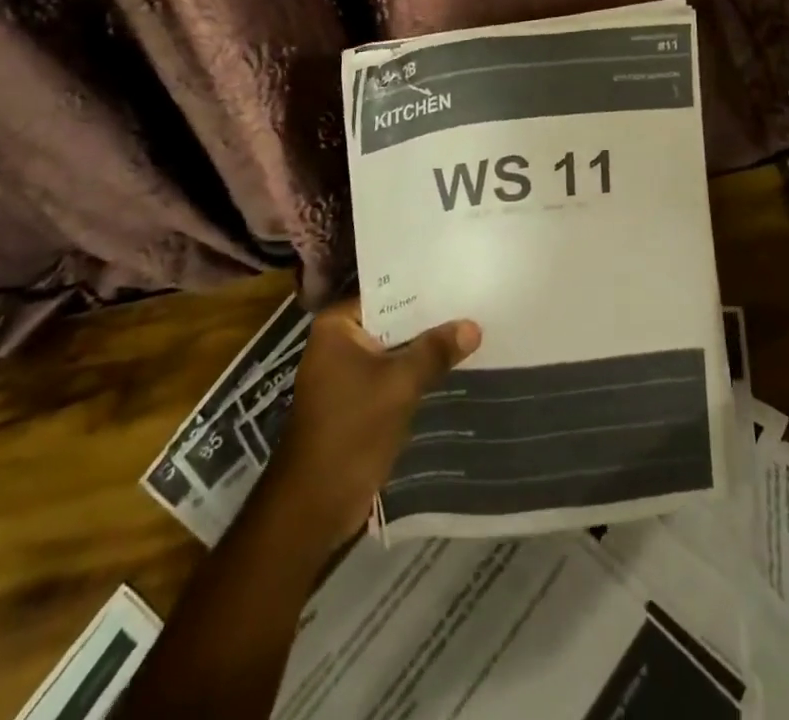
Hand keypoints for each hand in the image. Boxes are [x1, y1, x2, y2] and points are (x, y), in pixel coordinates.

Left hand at [264, 299, 480, 545]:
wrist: (315, 505)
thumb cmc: (351, 430)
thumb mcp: (399, 384)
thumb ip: (435, 351)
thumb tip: (473, 325)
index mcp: (336, 326)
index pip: (386, 295)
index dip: (422, 291)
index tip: (457, 283)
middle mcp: (336, 343)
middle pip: (391, 323)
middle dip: (427, 323)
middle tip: (471, 306)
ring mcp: (344, 375)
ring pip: (393, 352)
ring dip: (422, 351)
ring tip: (469, 332)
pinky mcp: (354, 403)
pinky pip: (390, 377)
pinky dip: (413, 375)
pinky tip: (450, 369)